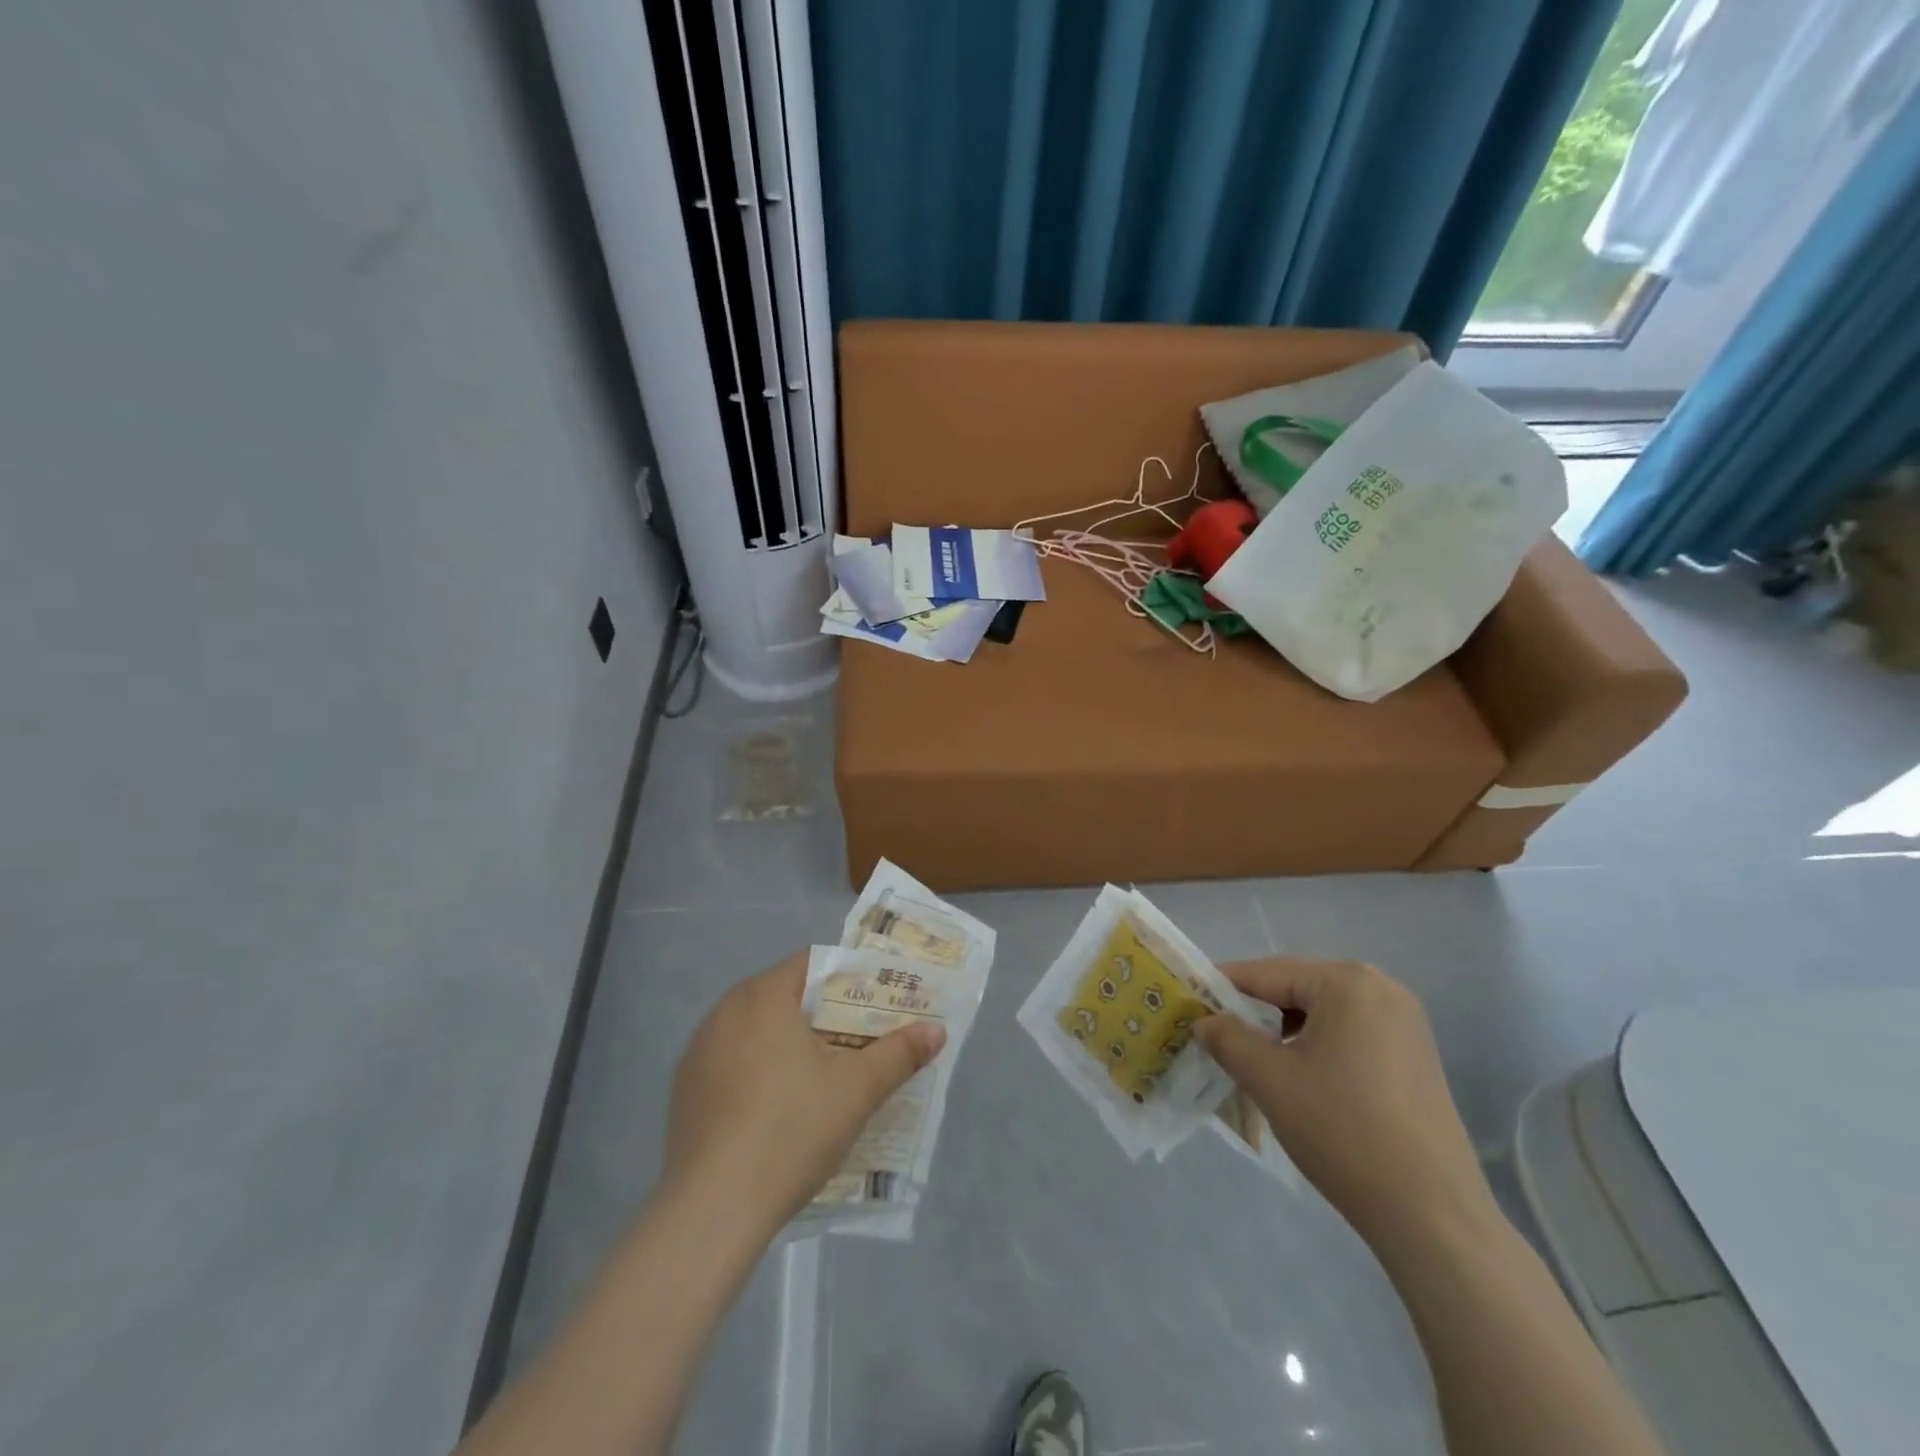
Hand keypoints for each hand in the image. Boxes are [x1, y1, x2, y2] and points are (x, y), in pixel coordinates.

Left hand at [661, 951, 945, 1235]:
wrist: (711, 1211)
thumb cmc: (791, 1130)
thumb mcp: (857, 1091)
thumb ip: (899, 1053)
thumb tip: (936, 1030)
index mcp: (763, 995)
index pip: (814, 963)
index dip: (851, 979)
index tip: (878, 1003)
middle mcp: (724, 1010)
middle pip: (787, 996)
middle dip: (826, 1014)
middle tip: (862, 1040)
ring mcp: (699, 1051)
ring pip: (759, 1030)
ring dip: (792, 1043)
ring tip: (827, 1075)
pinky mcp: (685, 1090)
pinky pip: (734, 1062)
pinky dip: (761, 1071)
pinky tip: (779, 1109)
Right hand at [1194, 958, 1495, 1247]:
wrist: (1432, 1215)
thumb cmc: (1342, 1131)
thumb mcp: (1269, 1080)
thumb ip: (1227, 1039)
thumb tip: (1205, 1021)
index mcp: (1346, 981)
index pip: (1266, 973)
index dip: (1222, 988)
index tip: (1189, 1005)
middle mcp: (1381, 988)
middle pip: (1297, 988)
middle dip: (1255, 1011)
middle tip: (1217, 1036)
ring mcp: (1406, 1023)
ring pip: (1323, 1012)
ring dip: (1285, 1030)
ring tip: (1256, 1062)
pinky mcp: (1417, 1057)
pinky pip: (1351, 1034)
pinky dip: (1318, 1046)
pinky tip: (1302, 1079)